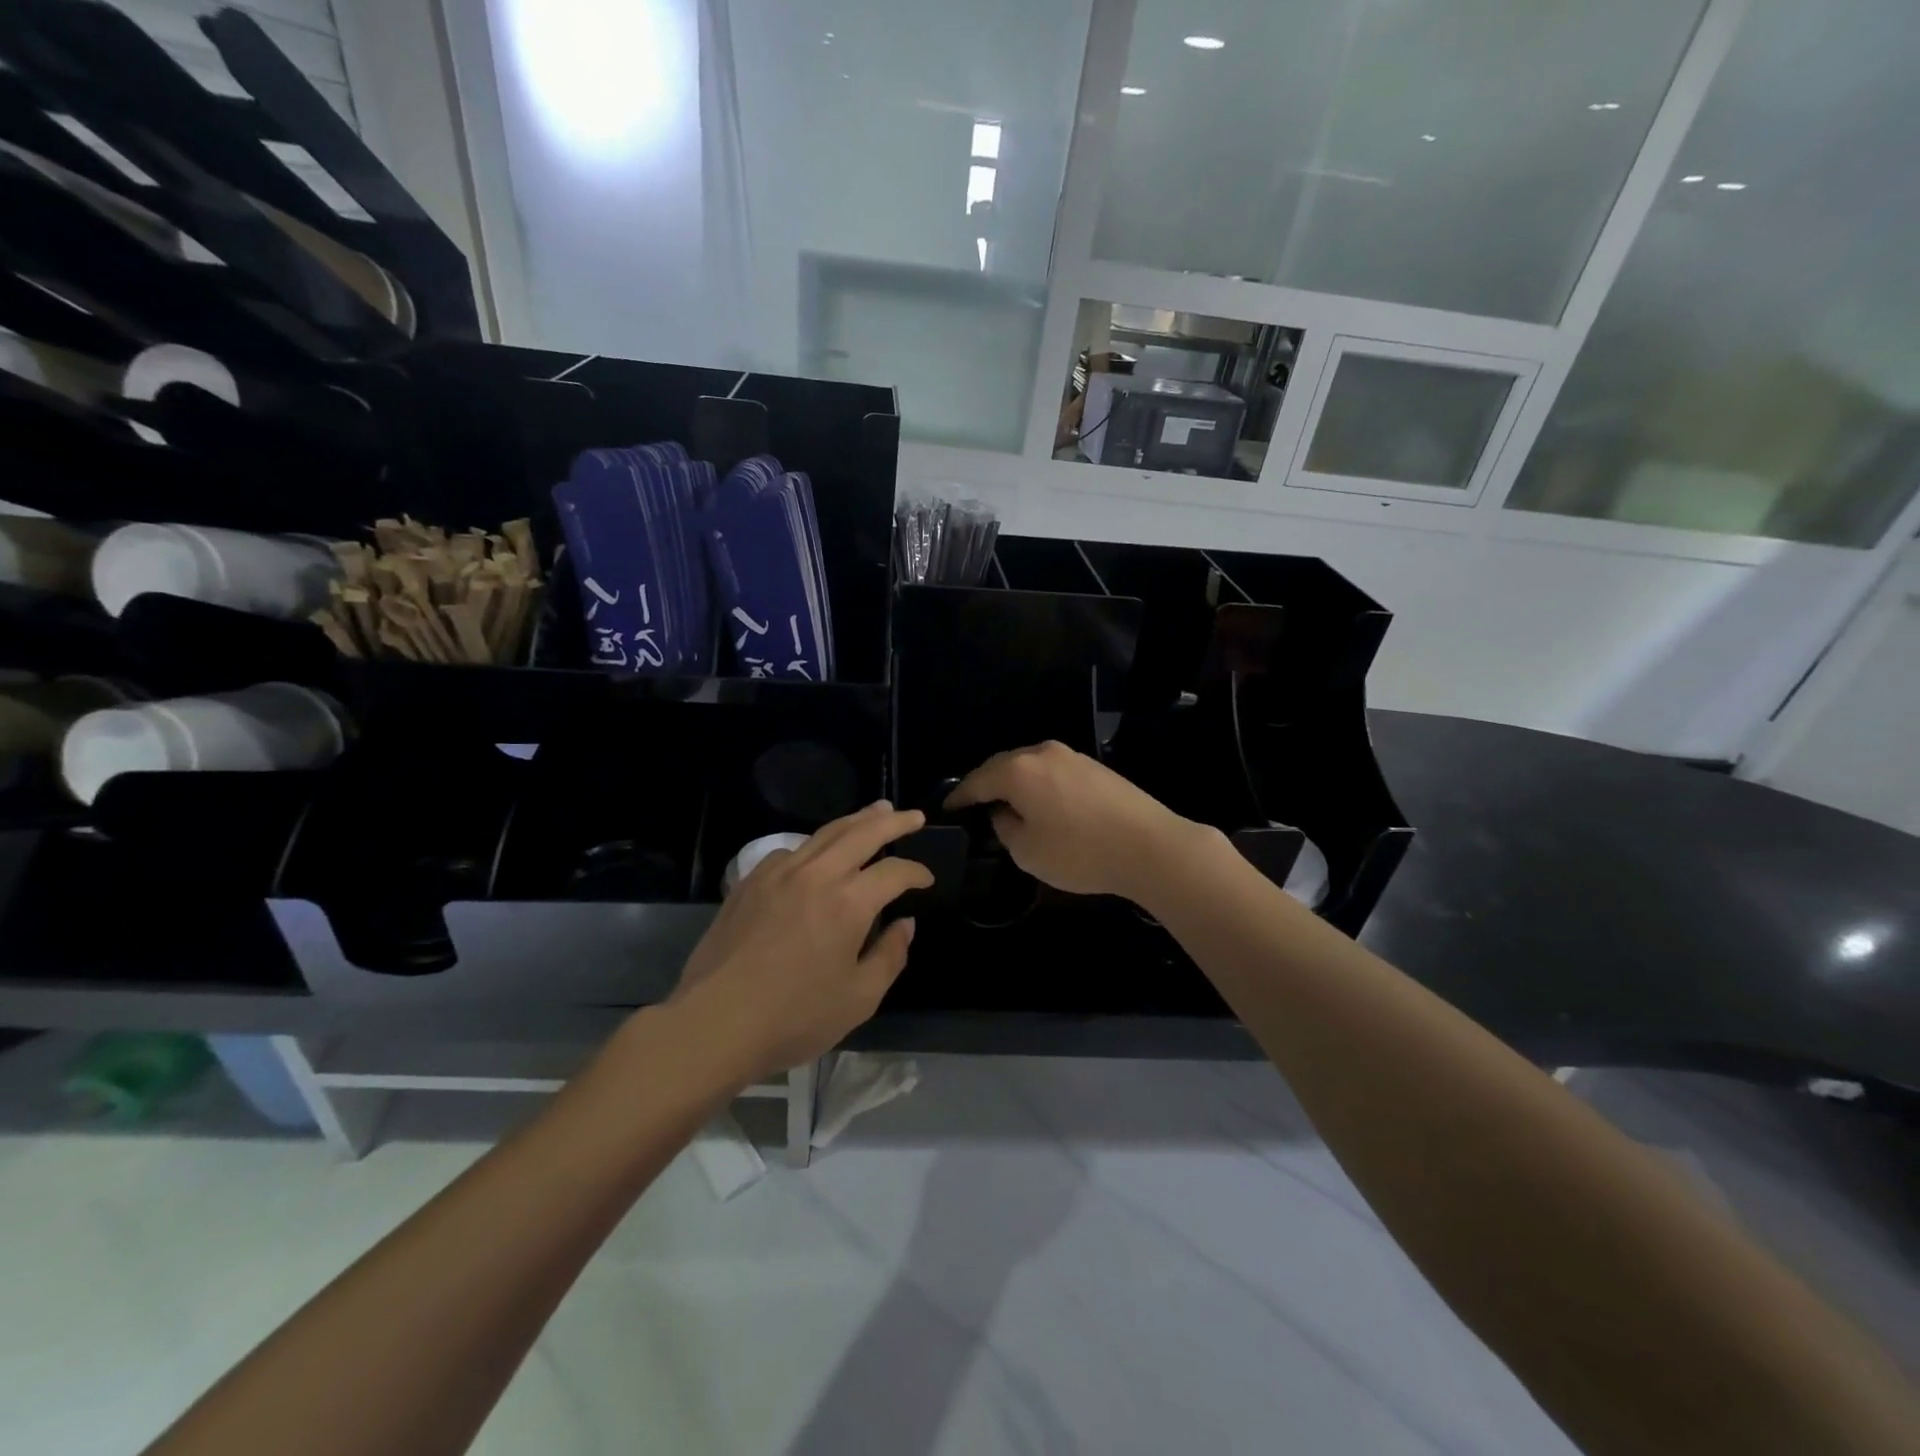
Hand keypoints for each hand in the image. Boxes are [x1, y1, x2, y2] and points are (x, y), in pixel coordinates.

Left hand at [671, 802, 934, 1079]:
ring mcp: (779, 873)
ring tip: (876, 811)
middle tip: (914, 816)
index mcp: (849, 902)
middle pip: (863, 832)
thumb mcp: (859, 999)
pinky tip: (818, 853)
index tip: (927, 880)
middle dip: (894, 822)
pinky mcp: (751, 882)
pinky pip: (791, 851)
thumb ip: (890, 956)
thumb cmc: (794, 1017)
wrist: (715, 1022)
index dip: (916, 872)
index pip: (894, 872)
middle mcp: (817, 874)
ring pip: (825, 833)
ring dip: (856, 820)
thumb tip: (904, 924)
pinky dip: (815, 845)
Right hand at [945, 741, 1196, 902]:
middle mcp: (1042, 753)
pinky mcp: (1094, 767)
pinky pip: (1052, 771)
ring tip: (1006, 805)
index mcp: (1018, 771)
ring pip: (1029, 766)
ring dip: (1014, 783)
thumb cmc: (1080, 852)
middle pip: (1002, 765)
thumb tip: (1004, 812)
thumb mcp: (1028, 851)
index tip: (946, 809)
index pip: (976, 780)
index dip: (959, 797)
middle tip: (973, 806)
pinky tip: (1041, 803)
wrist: (1150, 846)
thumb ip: (1005, 827)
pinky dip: (1037, 784)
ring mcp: (1071, 756)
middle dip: (985, 784)